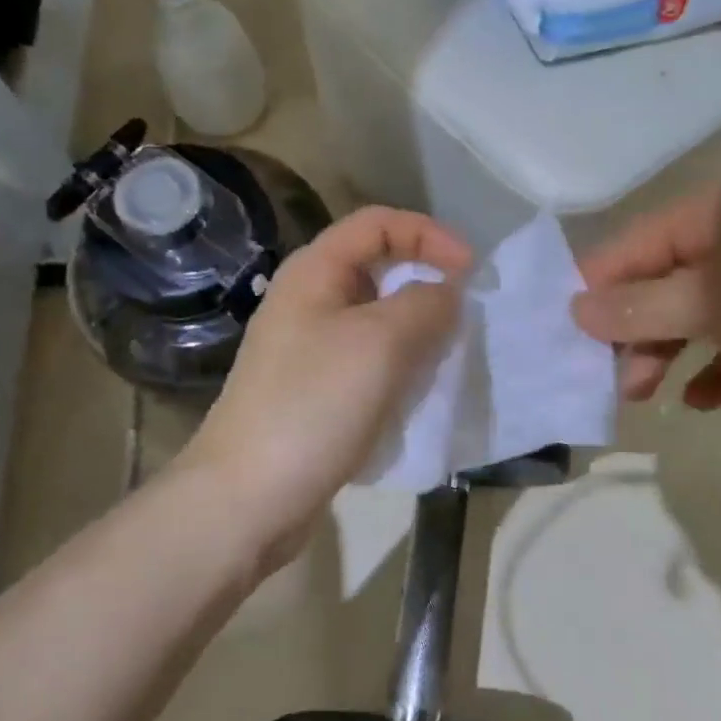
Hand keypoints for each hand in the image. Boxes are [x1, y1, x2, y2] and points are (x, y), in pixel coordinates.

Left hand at [178, 206, 471, 565]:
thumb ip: (426, 304)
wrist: (248, 497)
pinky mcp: (315, 391)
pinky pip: (368, 361)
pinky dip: (399, 366)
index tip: (471, 270)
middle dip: (426, 283)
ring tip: (445, 358)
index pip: (378, 223)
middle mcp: (308, 301)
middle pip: (378, 269)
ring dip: (417, 330)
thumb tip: (448, 293)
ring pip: (377, 320)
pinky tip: (415, 392)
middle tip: (464, 318)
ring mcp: (308, 349)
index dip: (429, 234)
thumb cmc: (313, 406)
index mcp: (314, 272)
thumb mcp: (381, 343)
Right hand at [571, 185, 720, 408]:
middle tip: (612, 384)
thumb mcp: (714, 302)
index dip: (592, 295)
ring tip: (643, 396)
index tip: (566, 345)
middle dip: (629, 333)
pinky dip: (717, 370)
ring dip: (665, 354)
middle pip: (657, 285)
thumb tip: (576, 309)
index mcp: (708, 217)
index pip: (626, 250)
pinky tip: (699, 402)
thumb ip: (640, 308)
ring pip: (694, 316)